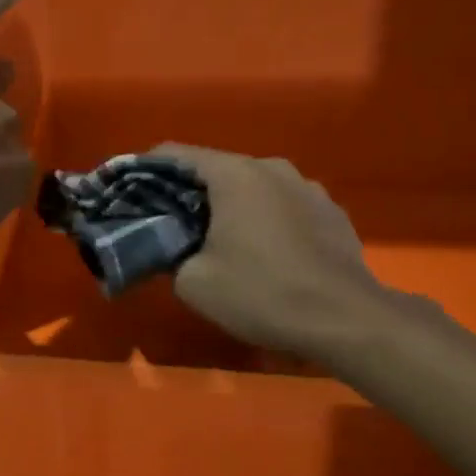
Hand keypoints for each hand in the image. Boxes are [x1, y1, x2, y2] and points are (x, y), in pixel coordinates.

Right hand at [151, 144, 394, 355]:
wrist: (345, 320)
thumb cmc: (260, 293)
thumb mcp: (193, 282)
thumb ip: (170, 255)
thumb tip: (170, 248)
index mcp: (236, 174)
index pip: (177, 155)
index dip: (146, 170)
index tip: (130, 190)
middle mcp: (274, 168)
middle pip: (217, 170)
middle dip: (189, 193)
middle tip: (169, 224)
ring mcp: (309, 188)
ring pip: (254, 189)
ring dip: (231, 207)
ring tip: (218, 240)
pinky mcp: (332, 213)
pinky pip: (284, 207)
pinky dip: (265, 221)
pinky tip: (263, 254)